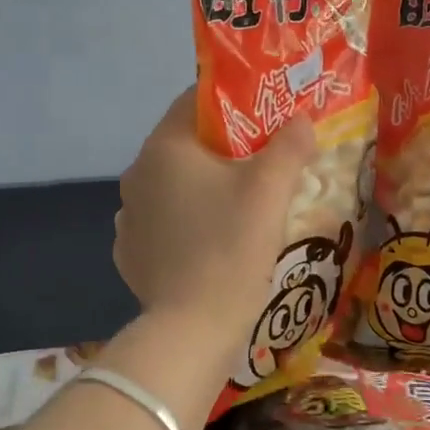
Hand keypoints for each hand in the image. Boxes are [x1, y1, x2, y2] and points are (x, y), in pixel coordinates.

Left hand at [115, 88, 317, 332]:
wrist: (194, 328)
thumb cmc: (232, 246)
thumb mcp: (271, 190)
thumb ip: (289, 146)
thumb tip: (300, 120)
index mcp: (164, 148)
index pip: (194, 101)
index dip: (233, 102)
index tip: (266, 116)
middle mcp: (136, 174)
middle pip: (186, 145)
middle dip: (224, 148)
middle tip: (264, 161)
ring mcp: (129, 217)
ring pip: (174, 185)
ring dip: (204, 187)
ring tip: (242, 204)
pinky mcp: (131, 254)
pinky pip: (165, 223)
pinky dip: (188, 222)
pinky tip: (214, 240)